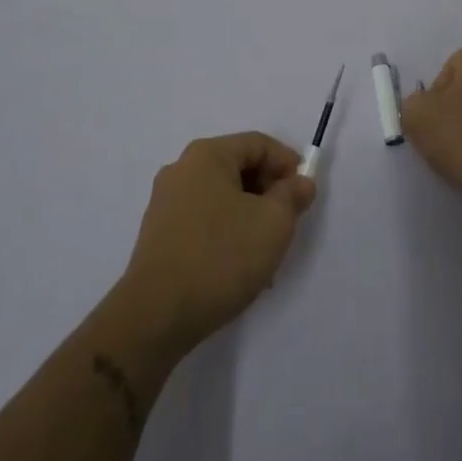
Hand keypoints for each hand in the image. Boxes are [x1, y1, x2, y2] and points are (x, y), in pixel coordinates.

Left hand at [119, 132, 316, 352]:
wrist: (156, 315)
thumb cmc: (221, 256)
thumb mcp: (274, 223)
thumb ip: (293, 195)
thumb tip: (299, 182)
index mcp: (207, 155)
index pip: (258, 144)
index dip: (288, 164)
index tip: (305, 194)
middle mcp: (181, 169)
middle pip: (238, 167)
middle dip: (269, 192)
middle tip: (288, 222)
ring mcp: (165, 202)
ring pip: (222, 196)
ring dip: (250, 215)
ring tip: (266, 251)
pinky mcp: (159, 233)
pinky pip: (204, 218)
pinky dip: (227, 231)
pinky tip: (238, 265)